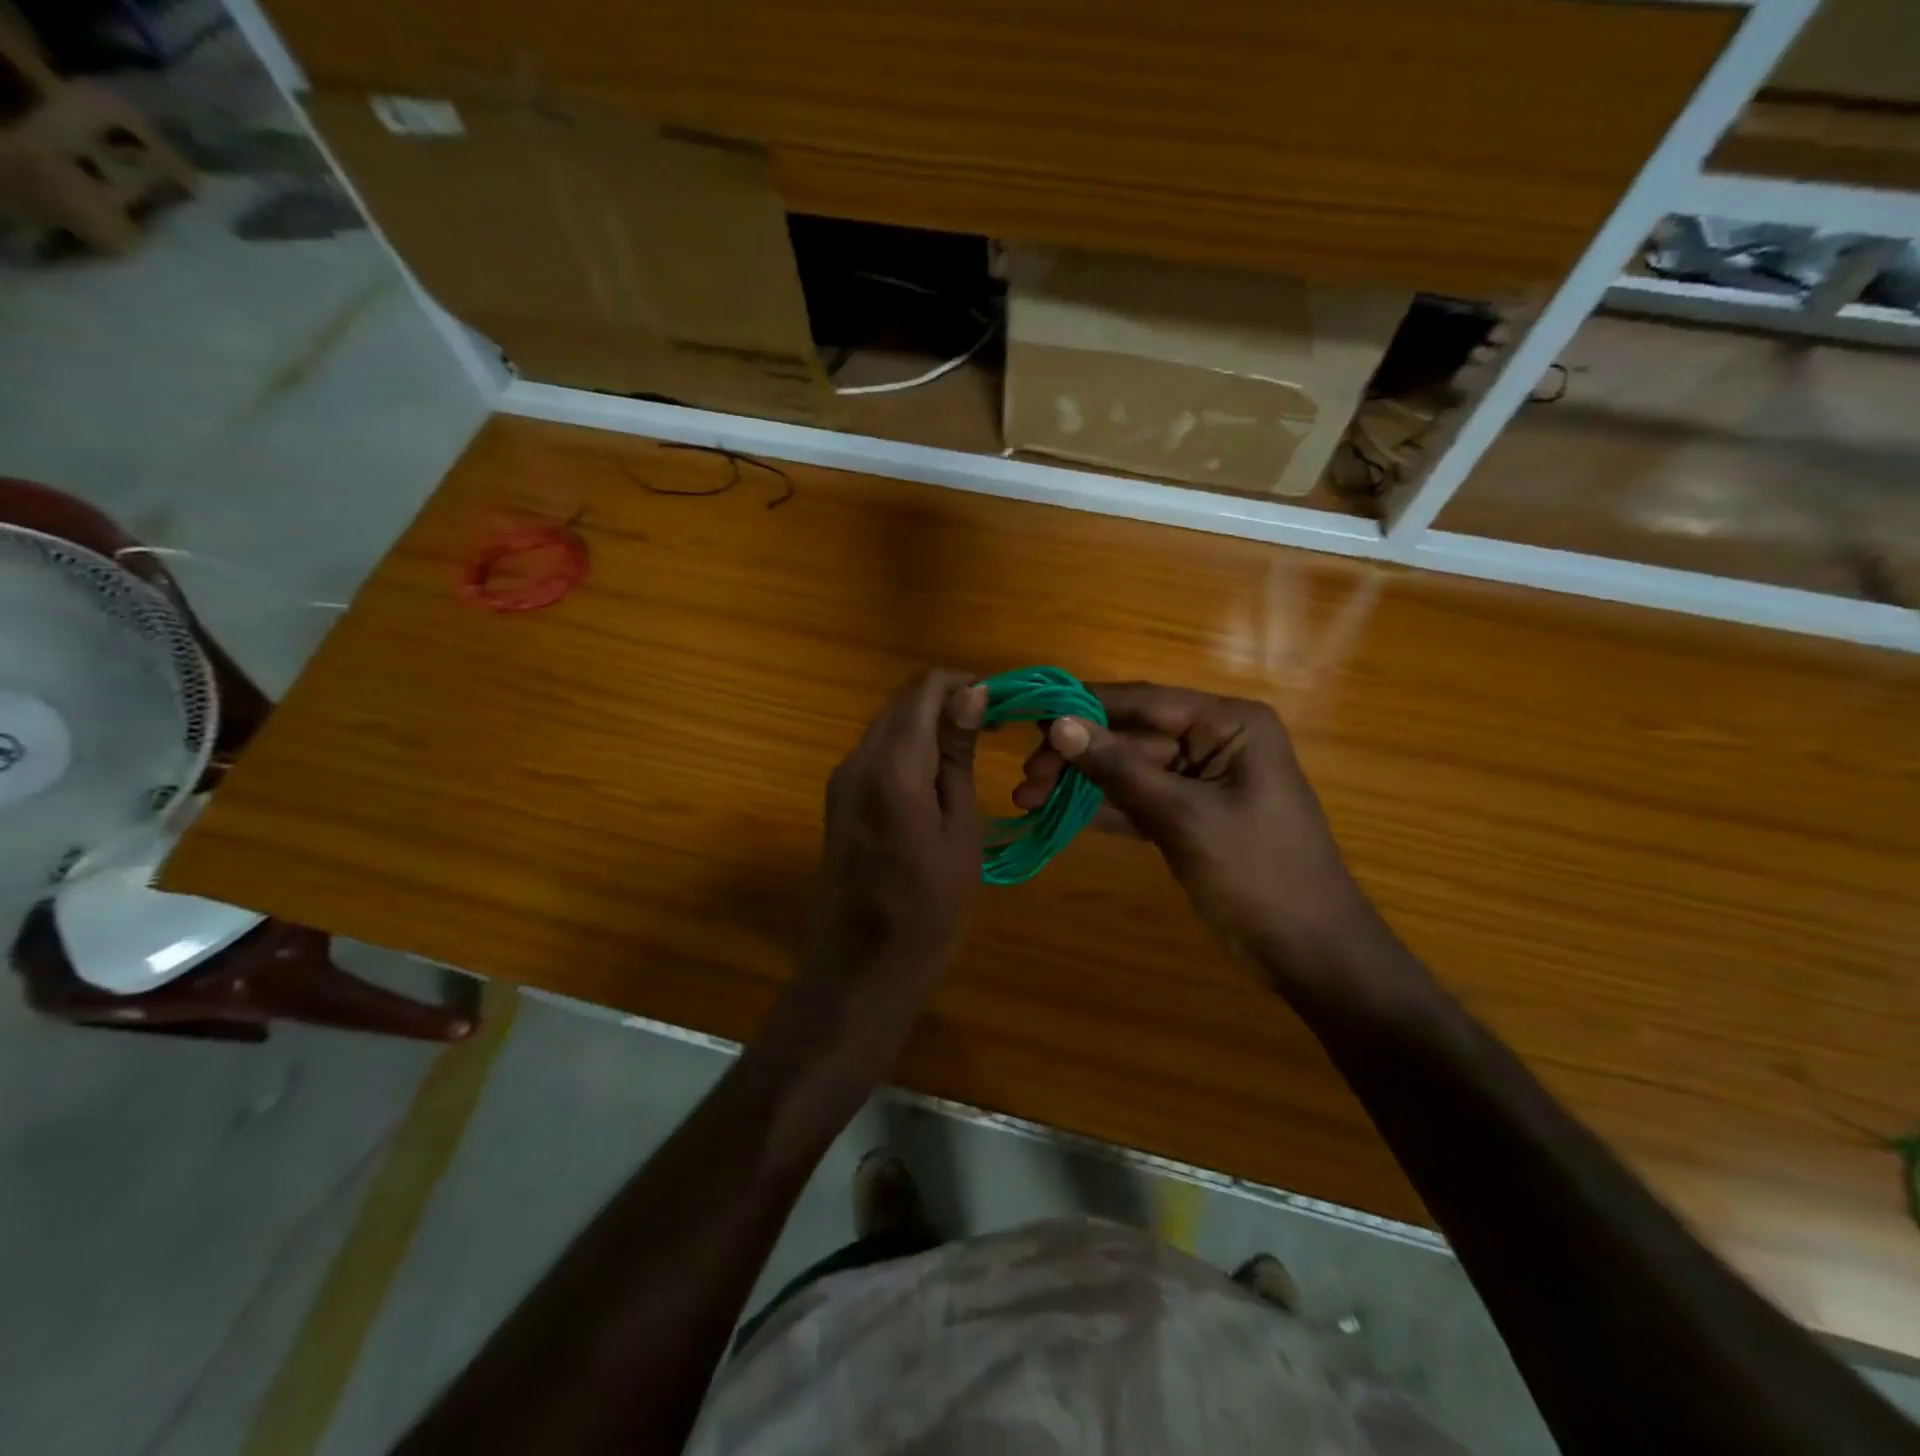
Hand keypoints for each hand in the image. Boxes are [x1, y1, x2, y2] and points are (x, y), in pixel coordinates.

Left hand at [806, 670, 985, 1002]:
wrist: (861, 969)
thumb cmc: (928, 911)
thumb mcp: (959, 833)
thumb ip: (958, 759)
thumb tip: (972, 695)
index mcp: (892, 768)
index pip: (924, 689)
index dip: (966, 684)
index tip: (1003, 704)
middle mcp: (857, 761)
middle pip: (902, 701)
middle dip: (949, 700)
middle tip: (996, 726)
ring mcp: (842, 780)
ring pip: (888, 724)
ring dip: (929, 723)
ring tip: (974, 748)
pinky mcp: (839, 799)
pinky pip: (877, 752)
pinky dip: (910, 748)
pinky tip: (940, 774)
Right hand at [1013, 682, 1372, 975]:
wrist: (1308, 951)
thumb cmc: (1259, 873)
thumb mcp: (1185, 817)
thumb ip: (1120, 769)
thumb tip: (1060, 725)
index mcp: (1229, 724)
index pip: (1144, 701)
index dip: (1085, 707)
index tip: (1032, 718)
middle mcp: (1214, 741)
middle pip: (1130, 737)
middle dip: (1078, 755)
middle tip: (1027, 777)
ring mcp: (1199, 780)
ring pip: (1128, 771)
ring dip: (1081, 785)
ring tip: (1027, 799)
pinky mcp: (1188, 816)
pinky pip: (1137, 801)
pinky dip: (1101, 809)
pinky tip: (1057, 816)